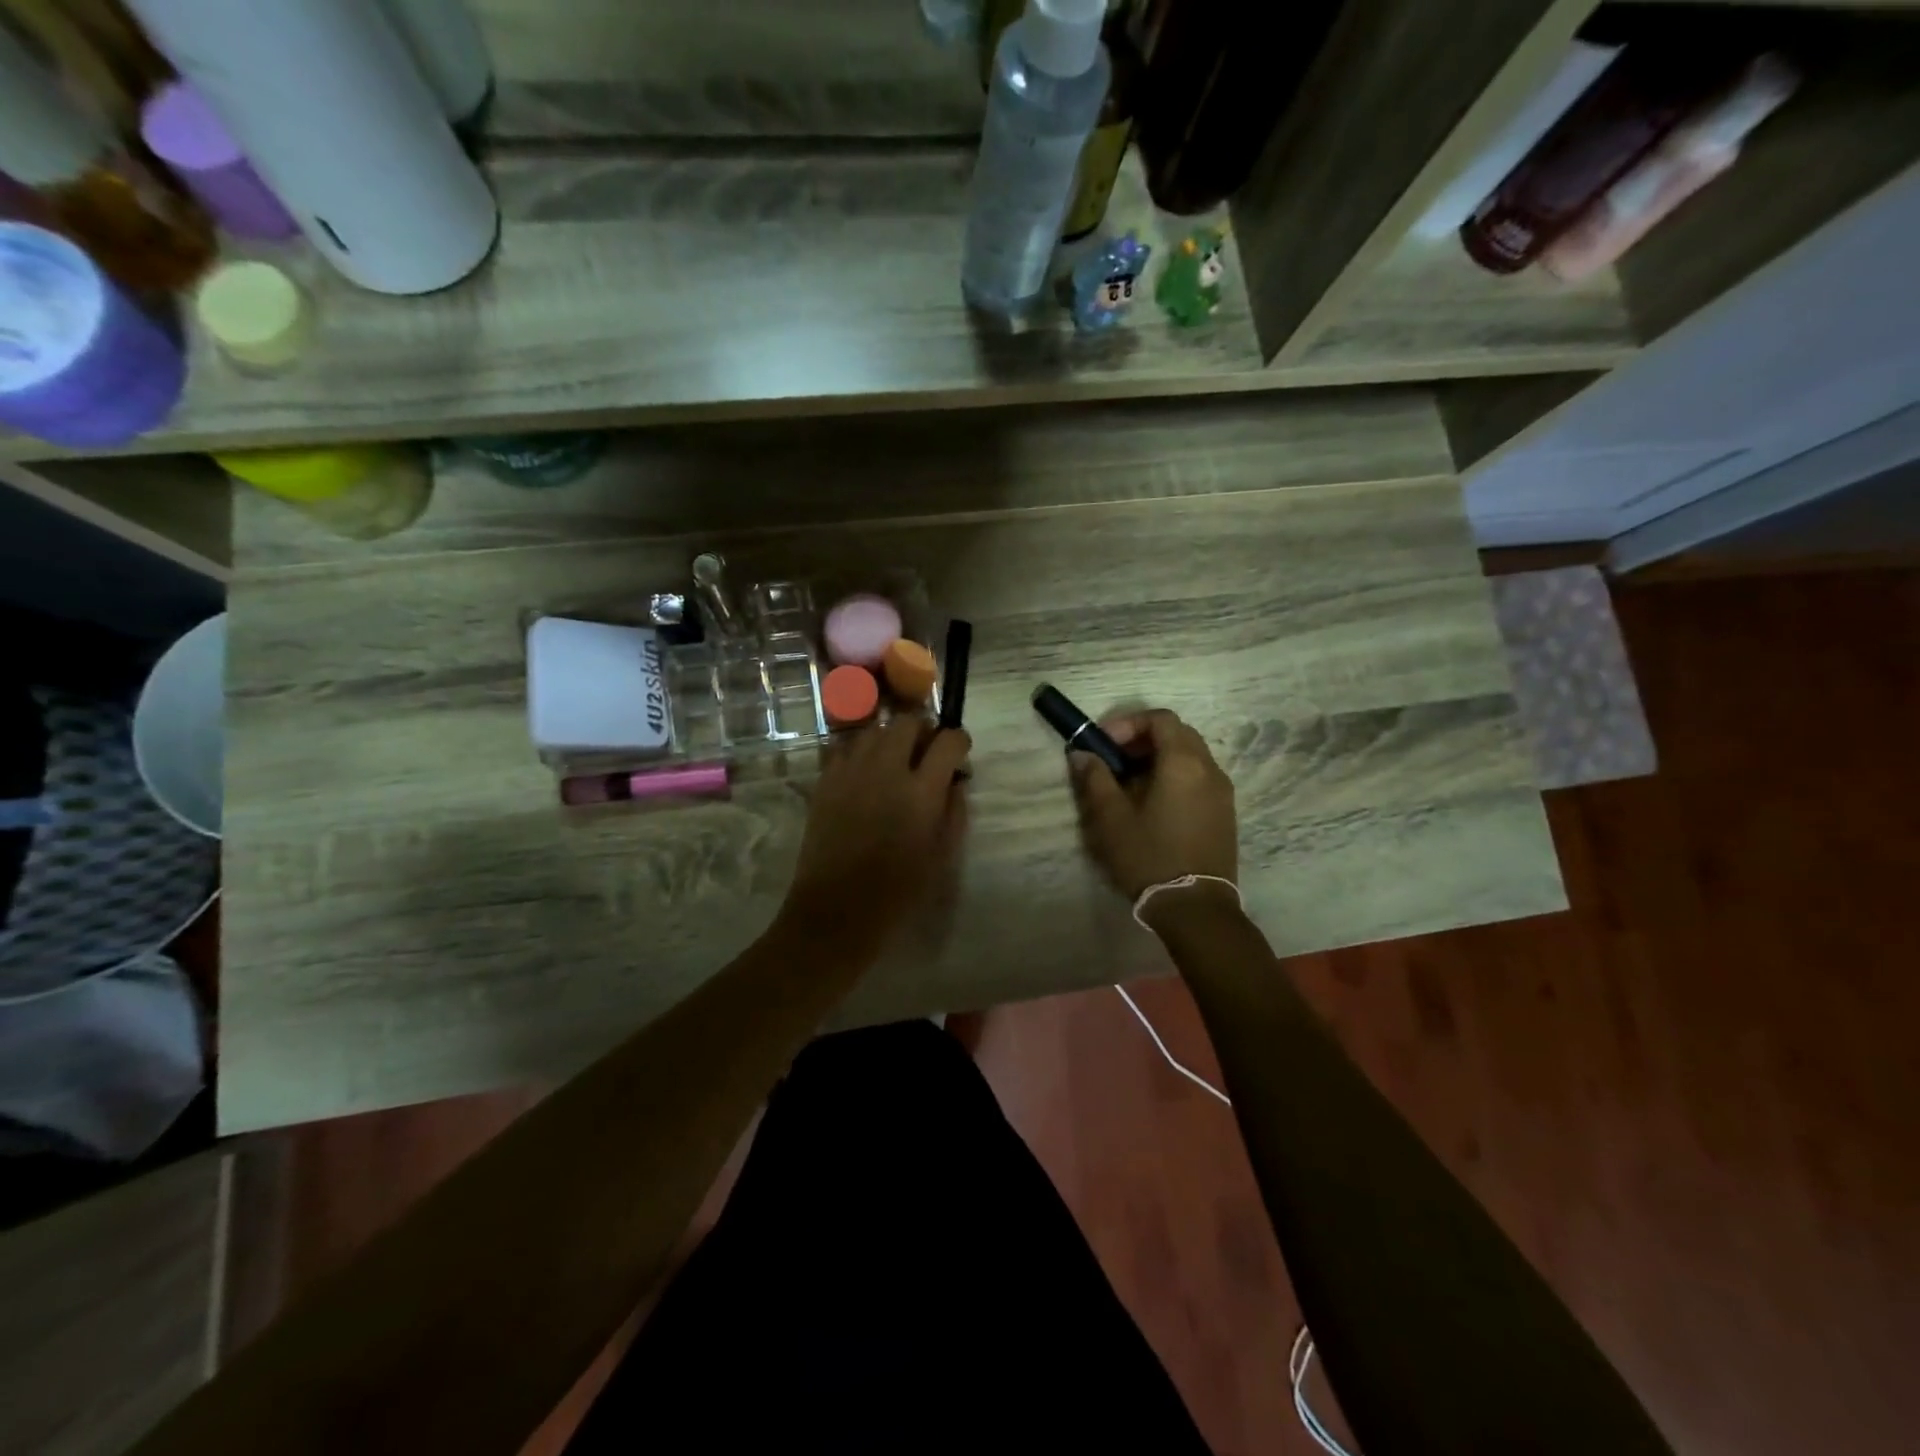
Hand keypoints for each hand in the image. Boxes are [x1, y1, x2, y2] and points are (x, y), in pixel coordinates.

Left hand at [782, 715, 971, 953]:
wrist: (836, 911)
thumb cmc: (898, 891)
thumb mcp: (942, 856)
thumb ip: (954, 810)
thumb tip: (956, 780)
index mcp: (921, 791)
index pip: (949, 740)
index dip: (959, 741)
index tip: (959, 755)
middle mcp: (886, 769)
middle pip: (908, 721)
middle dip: (924, 731)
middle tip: (925, 754)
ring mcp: (851, 771)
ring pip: (874, 729)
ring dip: (891, 738)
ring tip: (894, 761)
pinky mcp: (825, 780)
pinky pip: (845, 746)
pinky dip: (860, 751)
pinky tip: (864, 773)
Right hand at [1069, 709, 1237, 900]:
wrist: (1194, 908)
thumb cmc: (1149, 856)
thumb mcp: (1111, 818)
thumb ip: (1095, 779)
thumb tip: (1082, 754)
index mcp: (1184, 763)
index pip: (1160, 719)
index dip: (1128, 724)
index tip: (1103, 744)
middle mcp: (1210, 769)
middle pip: (1178, 734)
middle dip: (1143, 740)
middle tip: (1114, 761)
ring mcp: (1222, 793)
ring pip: (1190, 757)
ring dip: (1159, 760)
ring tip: (1129, 786)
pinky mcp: (1225, 814)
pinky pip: (1199, 779)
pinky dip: (1175, 778)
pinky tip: (1153, 806)